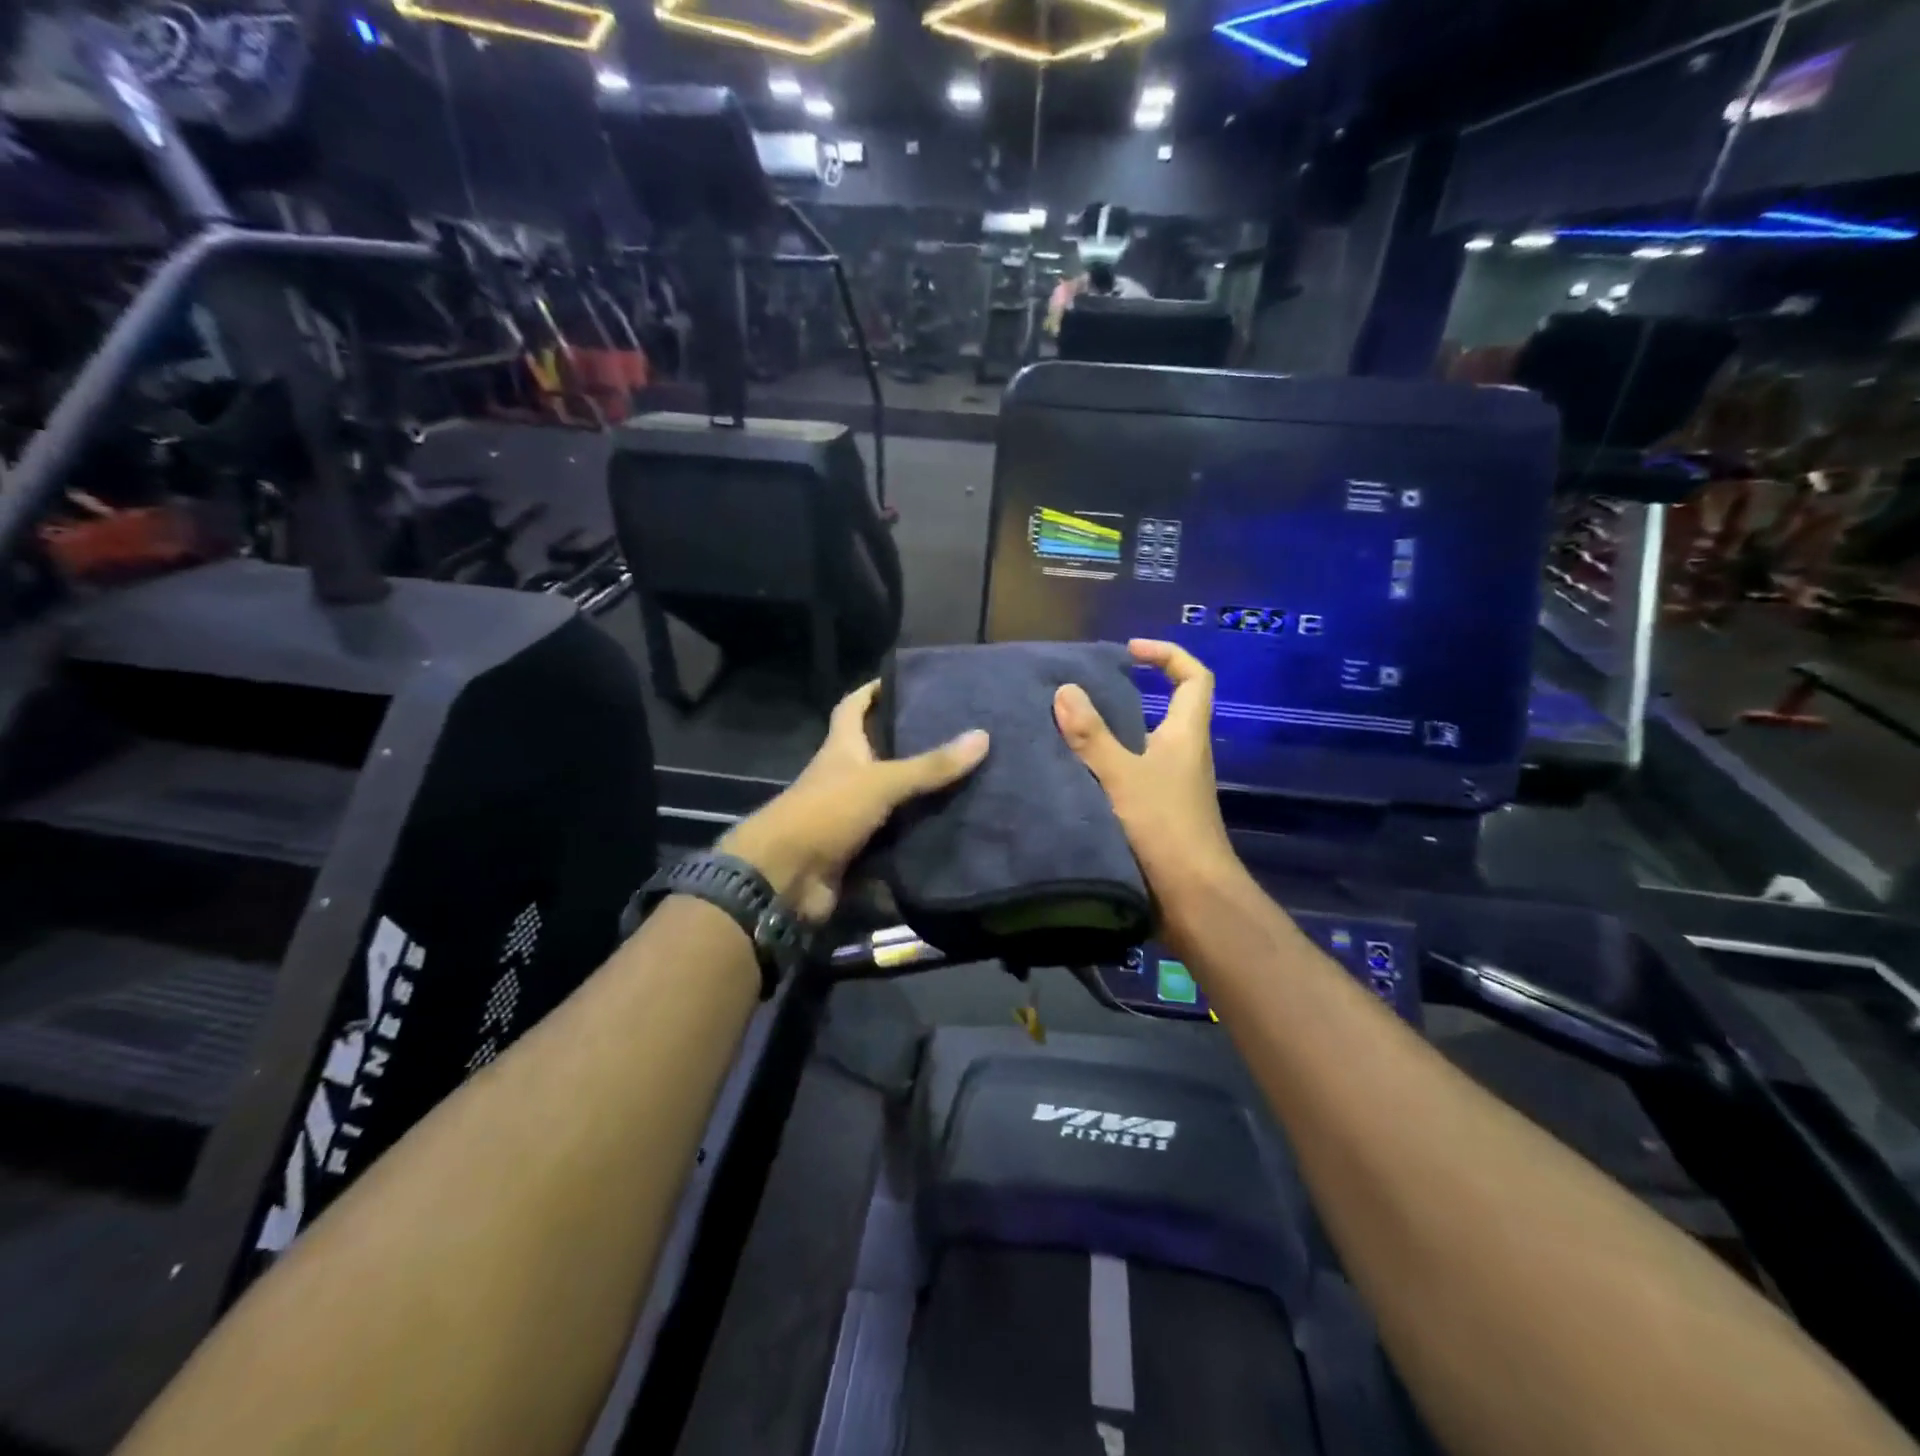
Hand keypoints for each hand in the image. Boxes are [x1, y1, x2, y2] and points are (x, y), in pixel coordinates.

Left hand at [719, 680, 988, 921]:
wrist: (785, 878)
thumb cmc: (826, 813)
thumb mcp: (881, 782)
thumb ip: (930, 765)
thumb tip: (982, 735)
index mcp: (841, 749)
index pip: (852, 708)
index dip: (871, 691)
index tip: (902, 680)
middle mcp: (843, 778)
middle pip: (876, 753)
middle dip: (909, 744)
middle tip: (955, 735)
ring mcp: (849, 816)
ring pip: (890, 799)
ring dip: (919, 795)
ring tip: (966, 782)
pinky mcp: (856, 852)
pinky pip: (893, 839)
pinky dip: (916, 837)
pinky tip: (951, 831)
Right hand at [1053, 639, 1241, 907]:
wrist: (1192, 899)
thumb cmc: (1163, 828)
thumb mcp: (1122, 775)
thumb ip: (1092, 735)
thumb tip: (1065, 689)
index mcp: (1185, 735)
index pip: (1194, 678)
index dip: (1169, 655)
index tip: (1131, 651)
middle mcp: (1182, 756)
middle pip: (1164, 711)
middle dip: (1127, 696)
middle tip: (1081, 694)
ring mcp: (1171, 788)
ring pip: (1142, 748)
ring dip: (1110, 737)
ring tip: (1064, 732)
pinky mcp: (1157, 816)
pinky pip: (1130, 778)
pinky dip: (1105, 771)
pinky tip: (1071, 777)